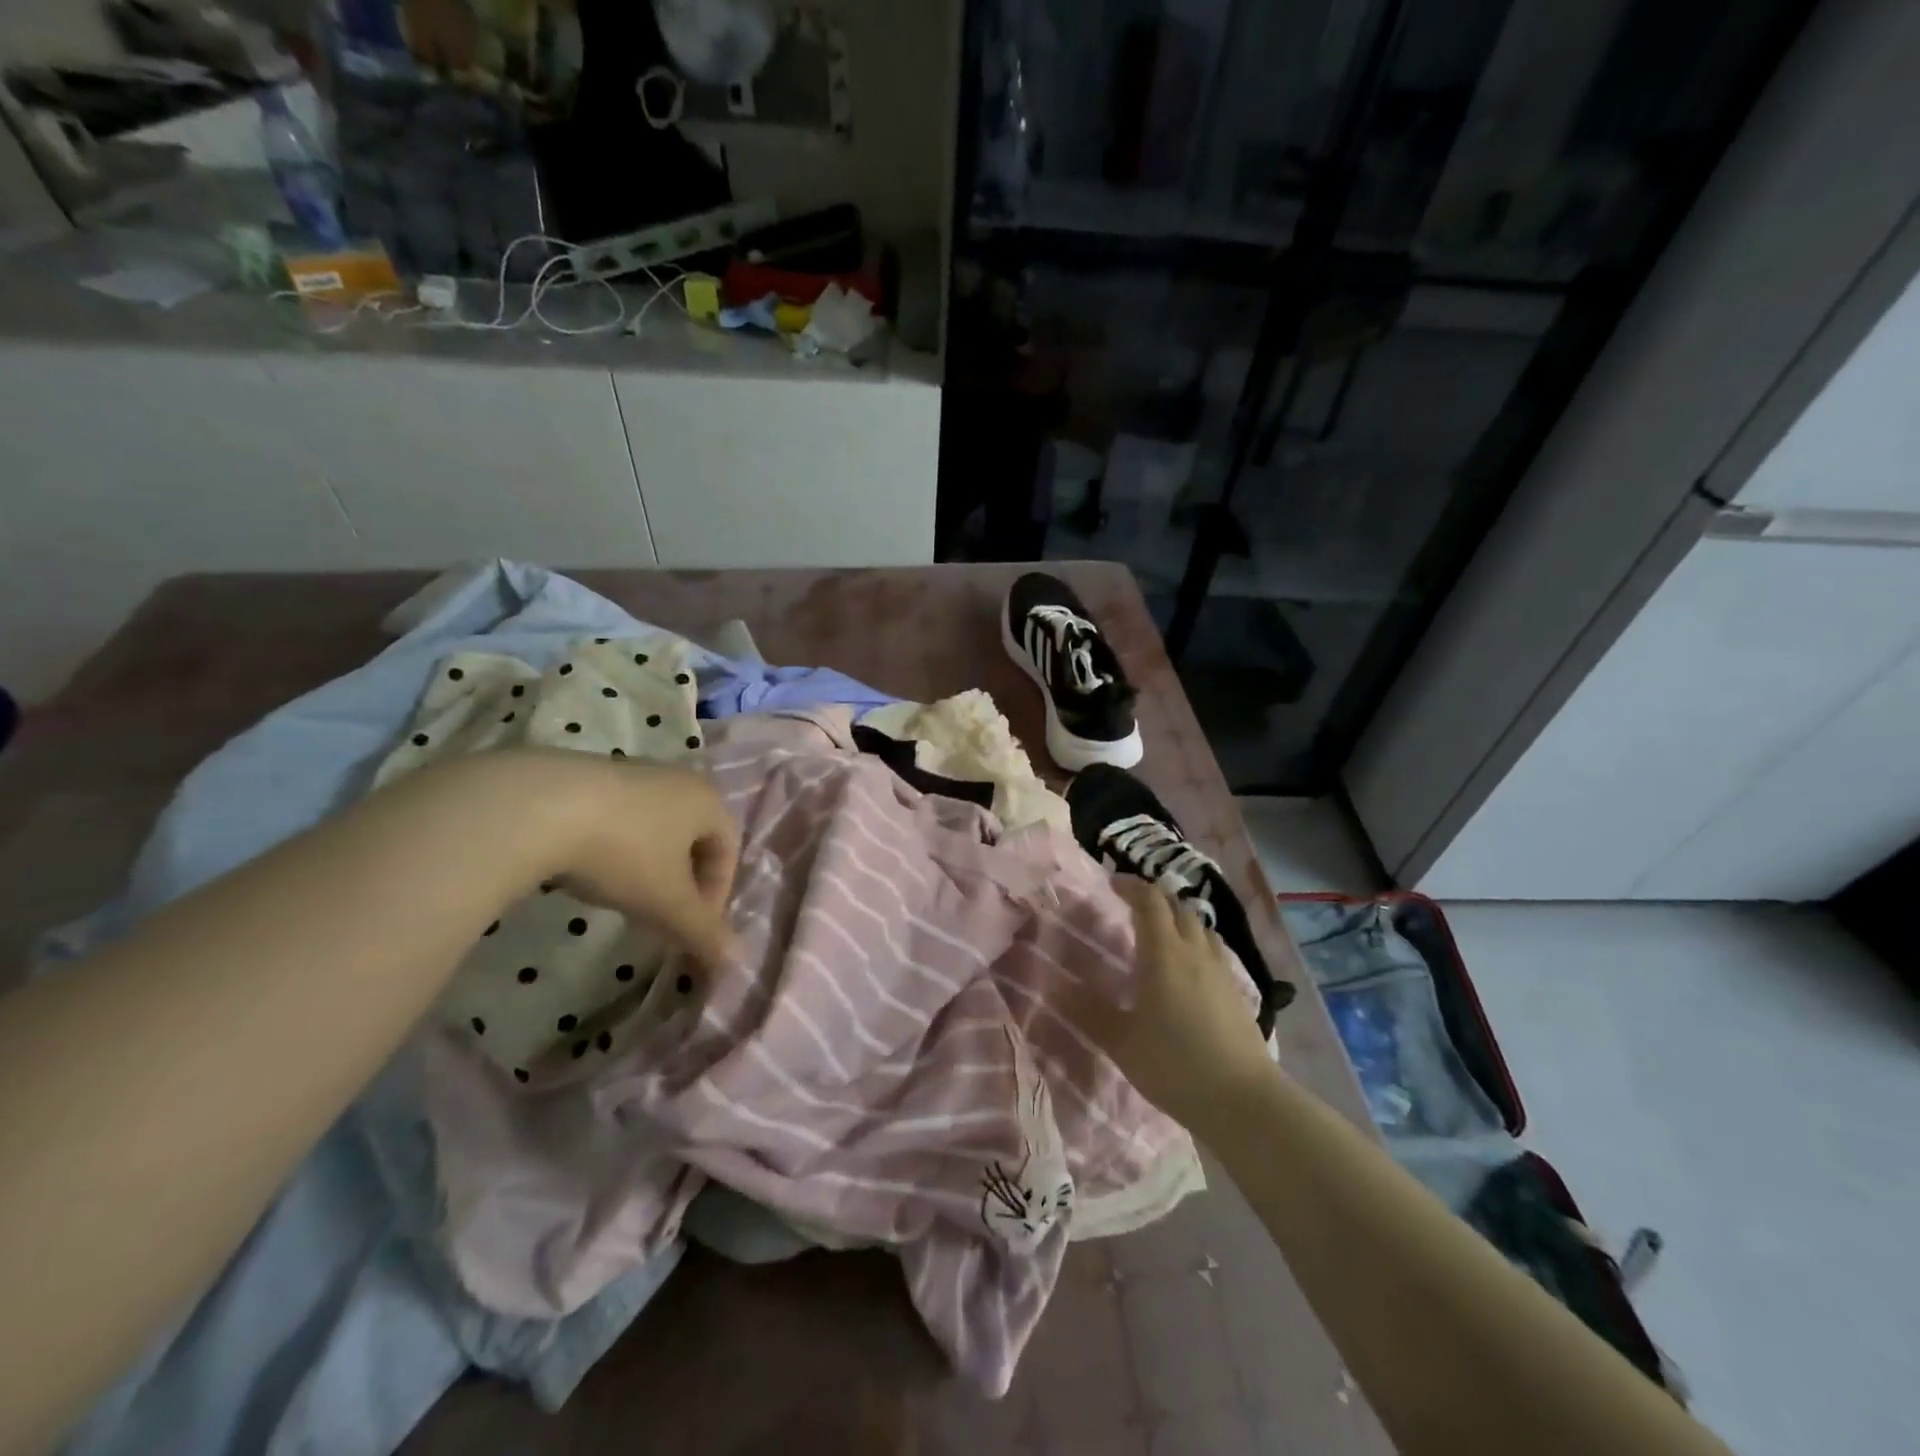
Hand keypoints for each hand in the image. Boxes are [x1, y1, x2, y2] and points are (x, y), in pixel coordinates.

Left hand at [542, 755, 740, 976]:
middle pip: (694, 838)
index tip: (690, 928)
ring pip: (656, 828)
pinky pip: (620, 817)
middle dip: (683, 882)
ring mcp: (632, 772)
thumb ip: (703, 932)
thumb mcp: (667, 902)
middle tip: (662, 917)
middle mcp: (678, 779)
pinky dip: (617, 848)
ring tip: (624, 898)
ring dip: (650, 867)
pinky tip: (590, 870)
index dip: (717, 895)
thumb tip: (736, 961)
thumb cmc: (623, 852)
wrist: (535, 808)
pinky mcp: (589, 774)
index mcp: (708, 800)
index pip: (729, 851)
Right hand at [1070, 876, 1277, 1136]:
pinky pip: (1214, 950)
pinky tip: (1189, 967)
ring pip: (1200, 927)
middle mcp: (1194, 951)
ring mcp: (1220, 970)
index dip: (1132, 886)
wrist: (1242, 1100)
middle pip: (1177, 907)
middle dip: (1154, 899)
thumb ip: (1088, 1012)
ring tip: (1161, 933)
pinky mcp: (1236, 991)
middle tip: (1133, 906)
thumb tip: (1055, 988)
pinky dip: (1196, 943)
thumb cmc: (1174, 1065)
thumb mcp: (1121, 1042)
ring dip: (1178, 919)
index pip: (1149, 901)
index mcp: (1163, 954)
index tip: (1113, 883)